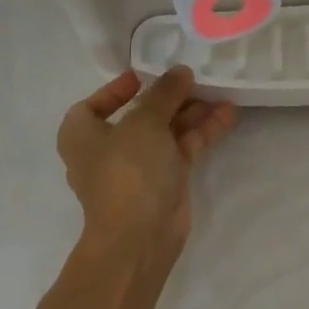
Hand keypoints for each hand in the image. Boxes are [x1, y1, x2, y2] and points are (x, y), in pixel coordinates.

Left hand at [57, 67, 238, 259]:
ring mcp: (137, 168)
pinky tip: (226, 114)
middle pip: (138, 115)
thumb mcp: (144, 121)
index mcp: (82, 135)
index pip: (93, 105)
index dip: (116, 89)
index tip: (144, 75)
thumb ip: (164, 93)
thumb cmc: (128, 170)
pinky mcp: (164, 181)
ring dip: (190, 112)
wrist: (139, 236)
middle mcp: (106, 150)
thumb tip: (180, 71)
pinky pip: (182, 148)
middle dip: (167, 98)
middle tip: (193, 79)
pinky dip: (201, 131)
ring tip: (218, 91)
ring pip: (165, 131)